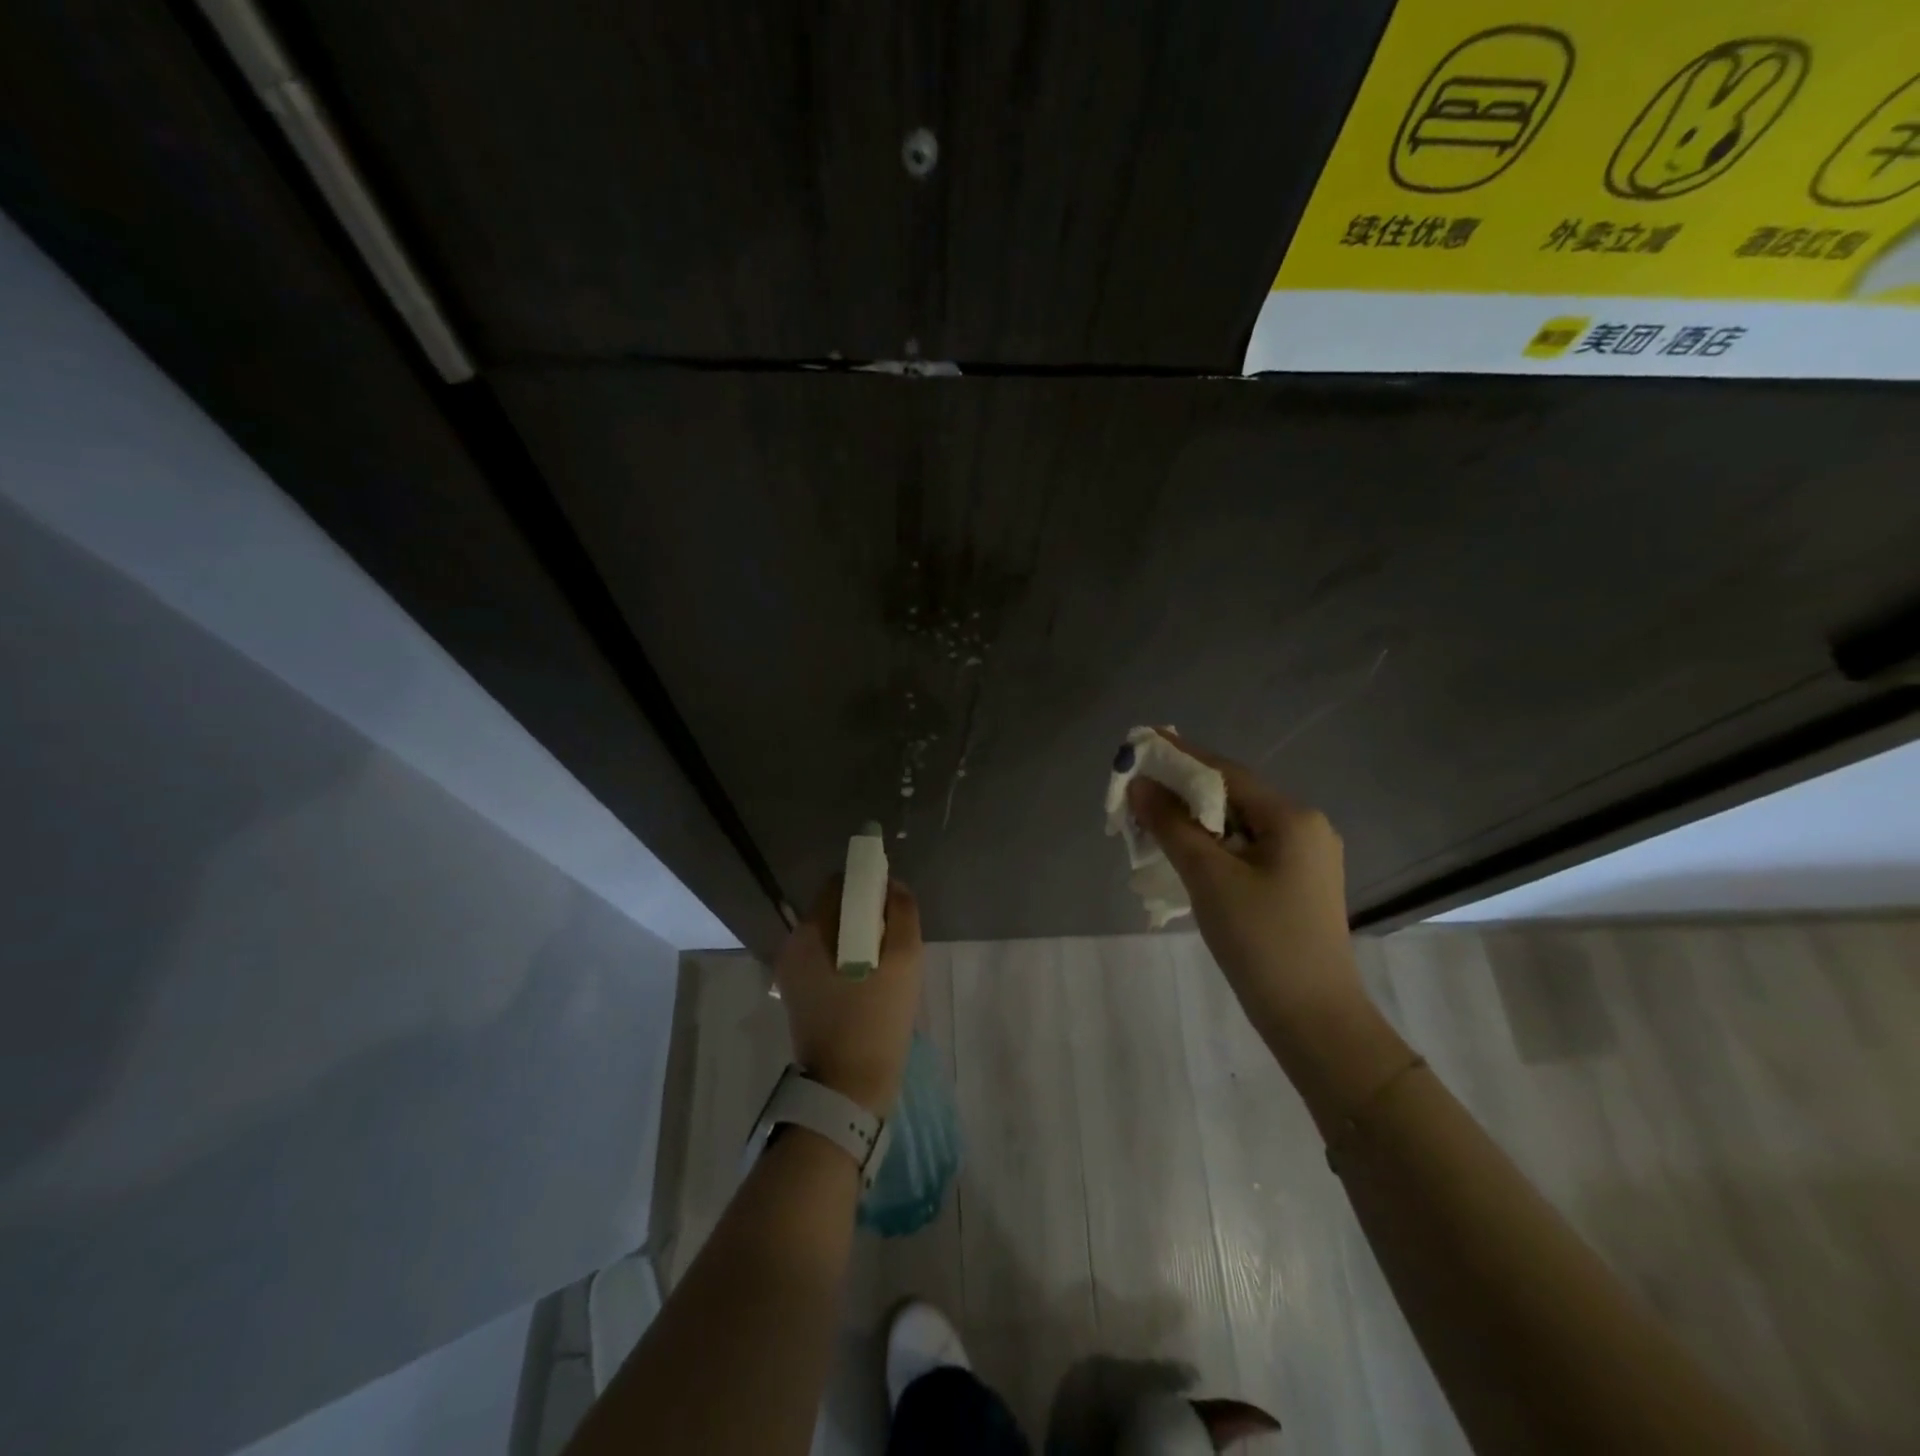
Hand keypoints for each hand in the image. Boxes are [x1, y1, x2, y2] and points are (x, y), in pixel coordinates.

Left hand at [774, 876, 923, 1115]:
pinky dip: (851, 962)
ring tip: (887, 969)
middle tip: (895, 944)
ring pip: (835, 937)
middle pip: (836, 910)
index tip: (894, 910)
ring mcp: (793, 973)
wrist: (849, 1089)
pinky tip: (872, 986)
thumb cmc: (876, 1019)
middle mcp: (793, 946)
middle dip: (868, 917)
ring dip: (862, 941)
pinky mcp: (799, 996)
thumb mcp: (903, 959)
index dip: (870, 887)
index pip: (840, 885)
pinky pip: (829, 961)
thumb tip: (892, 885)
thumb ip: (901, 912)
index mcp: (810, 932)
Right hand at [1127, 735, 1364, 1042]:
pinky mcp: (1295, 883)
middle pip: (1232, 796)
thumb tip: (1139, 785)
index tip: (1141, 742)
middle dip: (1183, 791)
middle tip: (1137, 788)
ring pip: (1237, 824)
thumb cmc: (1261, 941)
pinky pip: (1246, 849)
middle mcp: (1304, 828)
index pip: (1226, 773)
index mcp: (1292, 818)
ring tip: (1150, 820)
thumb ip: (1171, 825)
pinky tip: (1183, 852)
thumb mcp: (1208, 877)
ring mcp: (1304, 857)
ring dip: (1194, 820)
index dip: (1180, 757)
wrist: (1313, 1018)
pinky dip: (1212, 845)